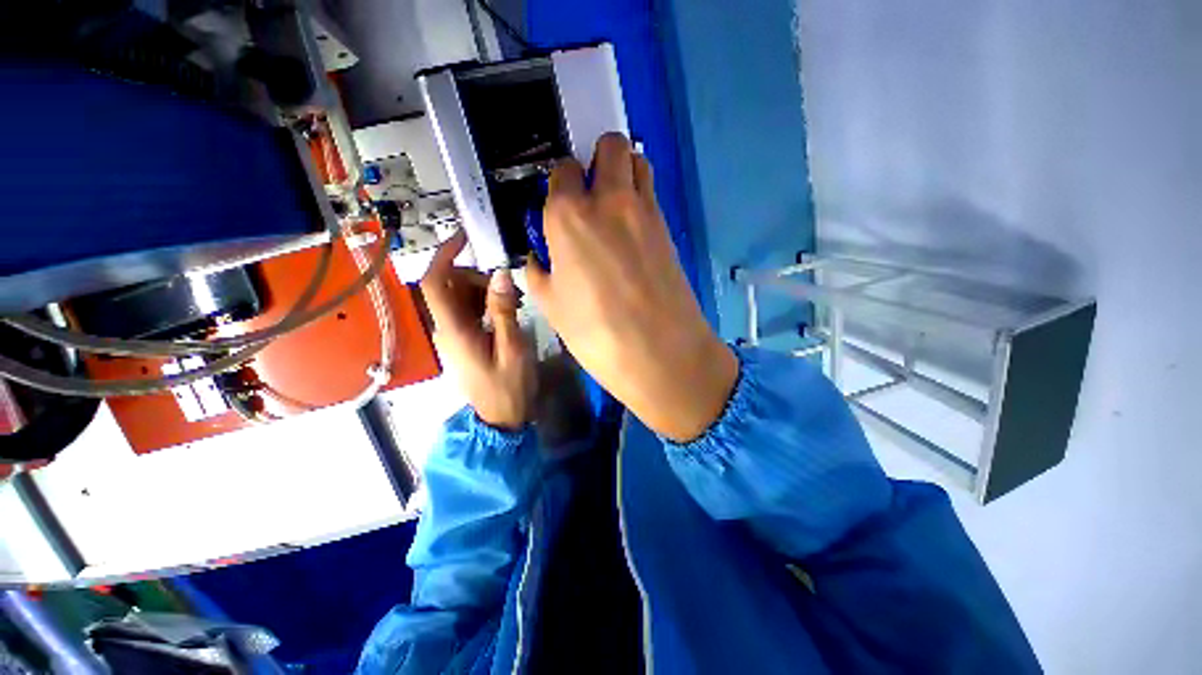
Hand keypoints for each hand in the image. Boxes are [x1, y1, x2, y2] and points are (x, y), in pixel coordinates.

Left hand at [422, 232, 535, 429]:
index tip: (463, 238)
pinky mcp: (463, 341)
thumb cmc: (509, 387)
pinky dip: (485, 304)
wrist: (501, 418)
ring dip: (484, 292)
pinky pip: (467, 311)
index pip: (435, 284)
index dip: (444, 256)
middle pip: (449, 287)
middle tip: (510, 292)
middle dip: (478, 278)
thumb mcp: (513, 347)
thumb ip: (503, 311)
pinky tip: (506, 313)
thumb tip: (500, 274)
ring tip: (514, 304)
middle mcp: (446, 329)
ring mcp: (453, 336)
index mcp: (454, 330)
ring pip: (459, 298)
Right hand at [526, 134, 736, 441]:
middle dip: (597, 161)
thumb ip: (539, 271)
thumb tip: (541, 256)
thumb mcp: (551, 305)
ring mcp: (645, 210)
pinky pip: (652, 193)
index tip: (562, 207)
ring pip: (637, 161)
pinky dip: (640, 196)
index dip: (561, 187)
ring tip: (613, 205)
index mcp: (569, 216)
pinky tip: (632, 229)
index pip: (562, 172)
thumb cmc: (597, 333)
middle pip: (608, 146)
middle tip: (590, 195)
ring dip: (623, 171)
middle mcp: (608, 200)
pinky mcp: (668, 226)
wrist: (661, 352)